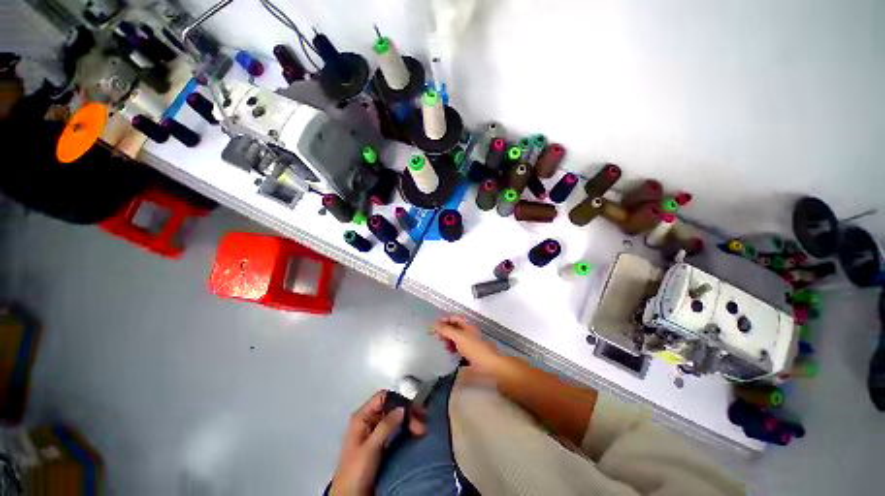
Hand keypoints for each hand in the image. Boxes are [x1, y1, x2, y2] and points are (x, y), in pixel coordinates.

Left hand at [331, 391, 426, 495]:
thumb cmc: (356, 471)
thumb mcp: (370, 448)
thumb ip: (385, 426)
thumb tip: (402, 408)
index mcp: (362, 417)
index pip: (382, 398)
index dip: (398, 400)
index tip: (413, 408)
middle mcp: (369, 420)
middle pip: (391, 407)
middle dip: (407, 412)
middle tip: (423, 420)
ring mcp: (375, 431)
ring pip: (395, 418)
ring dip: (409, 421)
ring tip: (422, 428)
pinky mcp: (381, 443)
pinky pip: (396, 429)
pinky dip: (406, 429)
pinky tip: (415, 432)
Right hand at [432, 315, 502, 374]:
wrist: (487, 364)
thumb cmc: (473, 348)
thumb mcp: (458, 337)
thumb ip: (446, 330)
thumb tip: (434, 325)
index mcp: (466, 325)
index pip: (454, 318)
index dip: (445, 320)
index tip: (436, 326)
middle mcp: (467, 332)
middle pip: (454, 328)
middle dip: (445, 331)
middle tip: (438, 337)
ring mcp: (468, 342)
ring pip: (455, 338)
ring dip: (448, 340)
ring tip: (443, 346)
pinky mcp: (468, 352)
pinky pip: (457, 348)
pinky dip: (452, 349)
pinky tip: (449, 353)